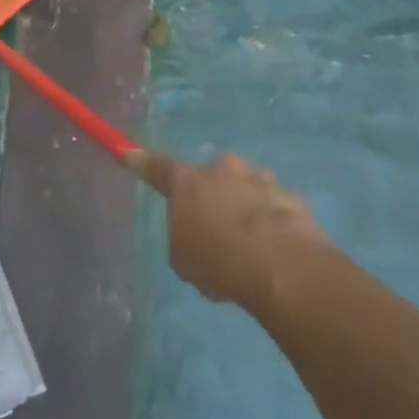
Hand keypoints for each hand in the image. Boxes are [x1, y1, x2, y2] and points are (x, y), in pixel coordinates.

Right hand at [126, 149, 329, 316]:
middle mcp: (222, 169)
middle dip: (214, 195)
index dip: (140, 162)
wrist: (279, 266)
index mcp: (187, 182)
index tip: (127, 152)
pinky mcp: (290, 197)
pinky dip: (273, 223)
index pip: (157, 167)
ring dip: (245, 208)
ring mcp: (260, 179)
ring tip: (252, 248)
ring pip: (247, 188)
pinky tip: (276, 252)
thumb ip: (184, 237)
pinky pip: (275, 207)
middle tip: (218, 230)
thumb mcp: (183, 258)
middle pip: (212, 176)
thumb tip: (196, 232)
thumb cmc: (218, 261)